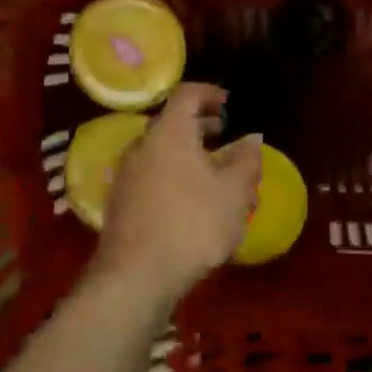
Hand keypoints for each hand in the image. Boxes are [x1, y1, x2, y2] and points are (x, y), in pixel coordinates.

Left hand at [93, 83, 263, 301]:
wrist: (134, 277)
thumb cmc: (191, 224)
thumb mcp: (234, 192)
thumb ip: (246, 160)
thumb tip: (251, 139)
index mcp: (169, 132)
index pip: (187, 94)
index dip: (210, 93)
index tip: (229, 104)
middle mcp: (143, 146)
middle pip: (173, 124)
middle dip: (202, 128)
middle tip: (227, 139)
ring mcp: (127, 175)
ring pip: (163, 153)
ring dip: (190, 157)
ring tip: (216, 177)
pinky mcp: (121, 203)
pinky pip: (153, 176)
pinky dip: (175, 177)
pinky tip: (193, 205)